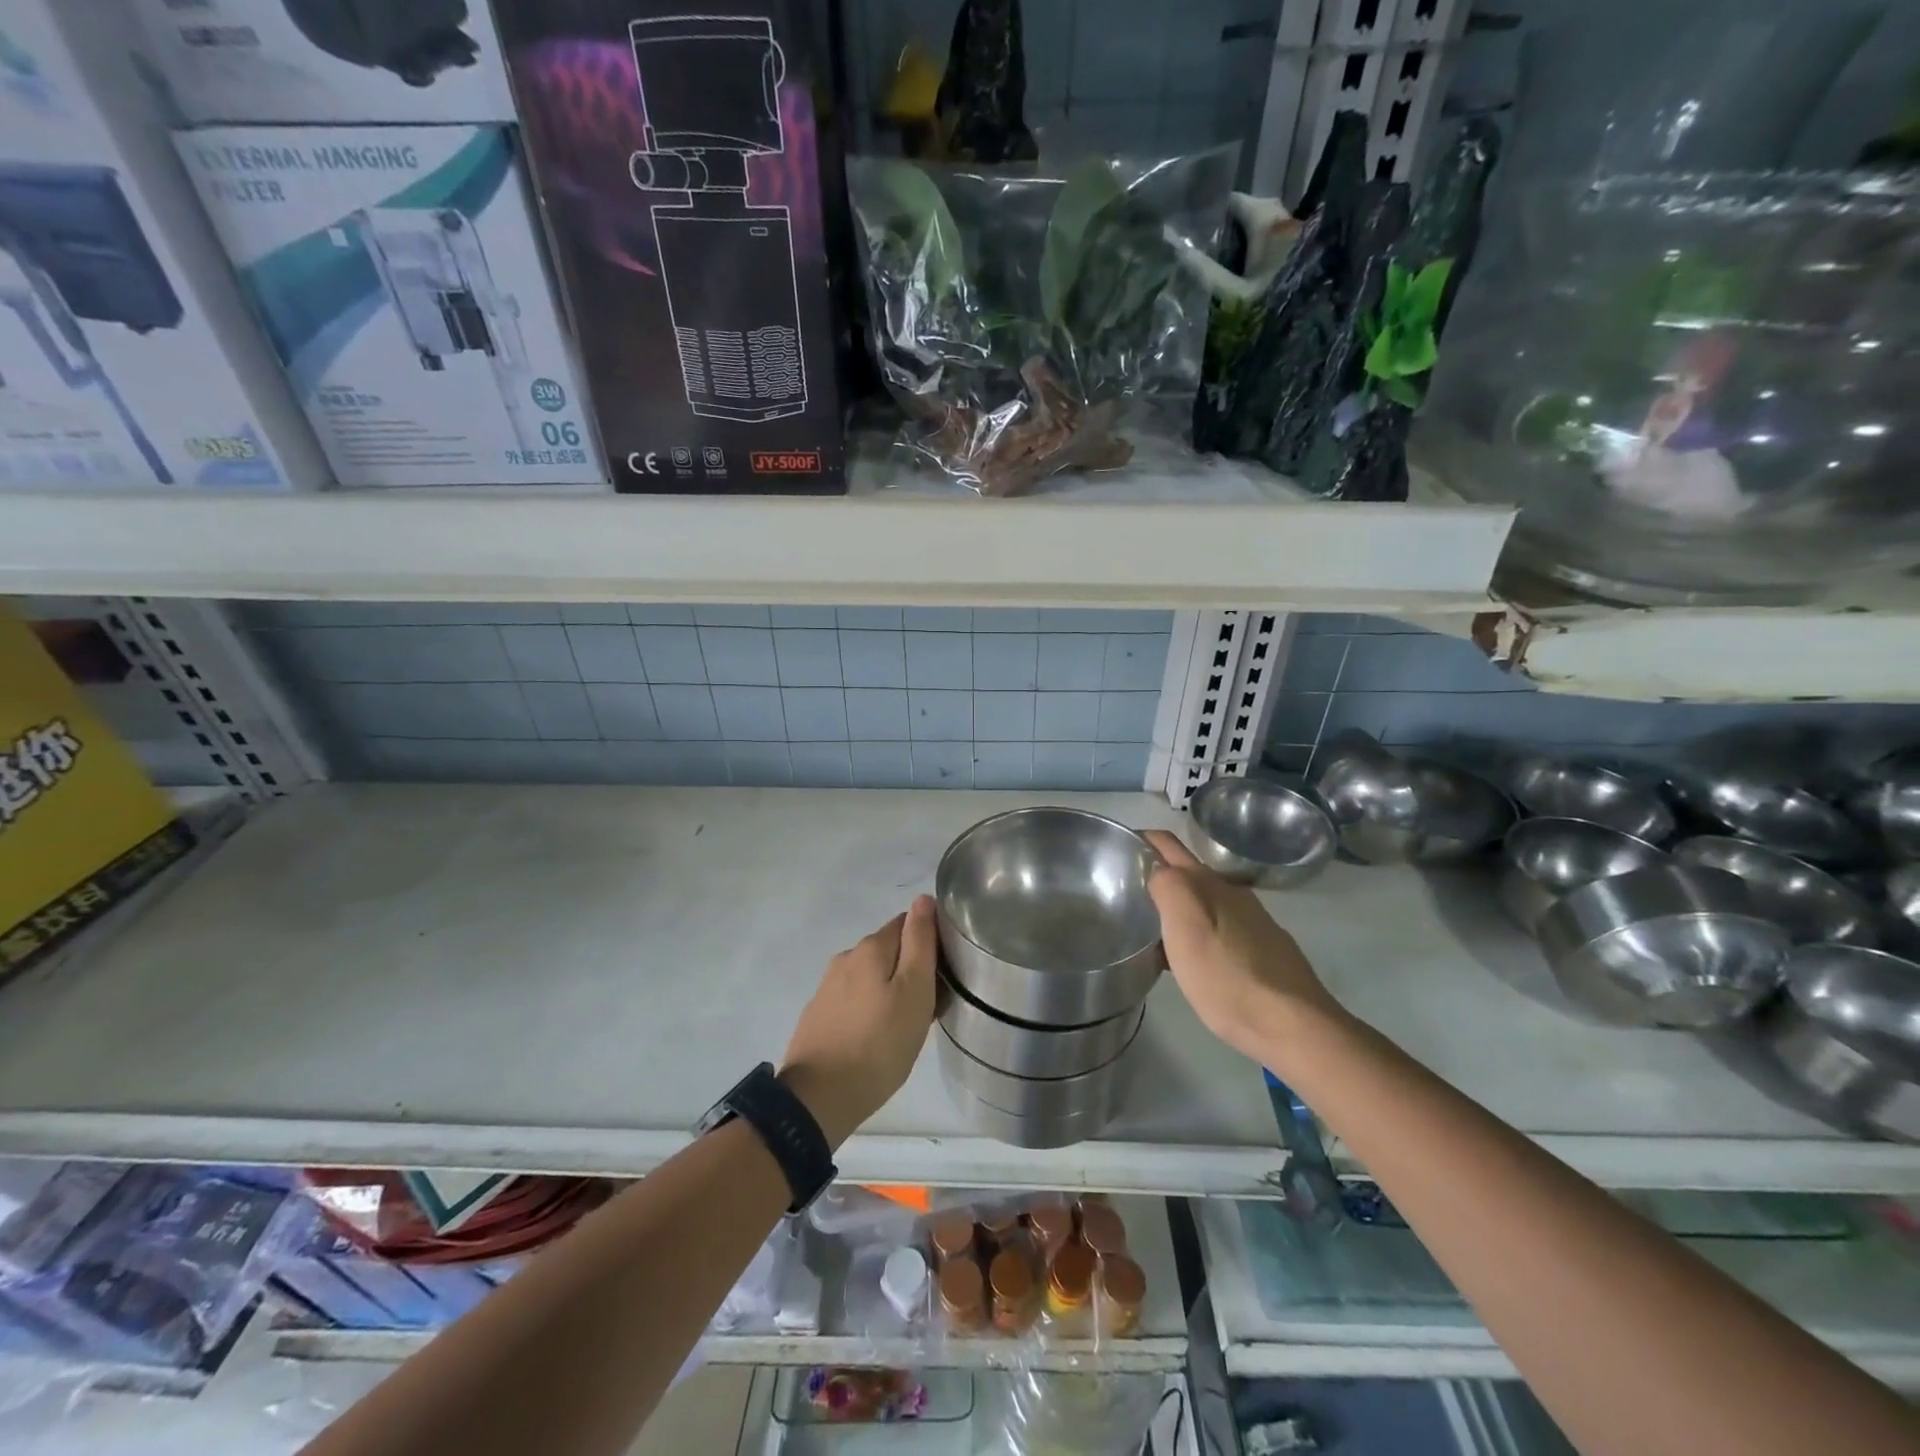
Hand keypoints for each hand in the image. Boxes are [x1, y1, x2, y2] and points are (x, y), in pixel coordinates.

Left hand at [782, 897, 937, 1147]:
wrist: (818, 1100)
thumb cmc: (879, 1045)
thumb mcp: (914, 991)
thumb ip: (920, 943)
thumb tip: (923, 900)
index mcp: (870, 948)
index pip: (908, 923)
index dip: (930, 941)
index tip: (944, 972)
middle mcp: (846, 958)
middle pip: (889, 949)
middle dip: (910, 967)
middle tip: (930, 1004)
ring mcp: (828, 987)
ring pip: (871, 975)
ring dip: (890, 989)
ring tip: (906, 1024)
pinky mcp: (819, 1013)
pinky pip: (855, 998)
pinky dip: (870, 1007)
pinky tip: (878, 1035)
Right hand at [1142, 831, 1346, 1067]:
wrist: (1293, 1026)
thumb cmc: (1228, 977)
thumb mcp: (1185, 928)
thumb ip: (1167, 887)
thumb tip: (1156, 870)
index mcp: (1209, 883)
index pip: (1166, 844)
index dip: (1139, 840)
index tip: (1112, 852)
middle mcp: (1232, 893)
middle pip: (1185, 872)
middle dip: (1154, 875)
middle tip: (1122, 896)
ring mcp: (1251, 921)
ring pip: (1202, 902)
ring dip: (1174, 907)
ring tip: (1148, 932)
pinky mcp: (1262, 949)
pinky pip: (1218, 928)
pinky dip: (1196, 933)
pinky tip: (1188, 961)